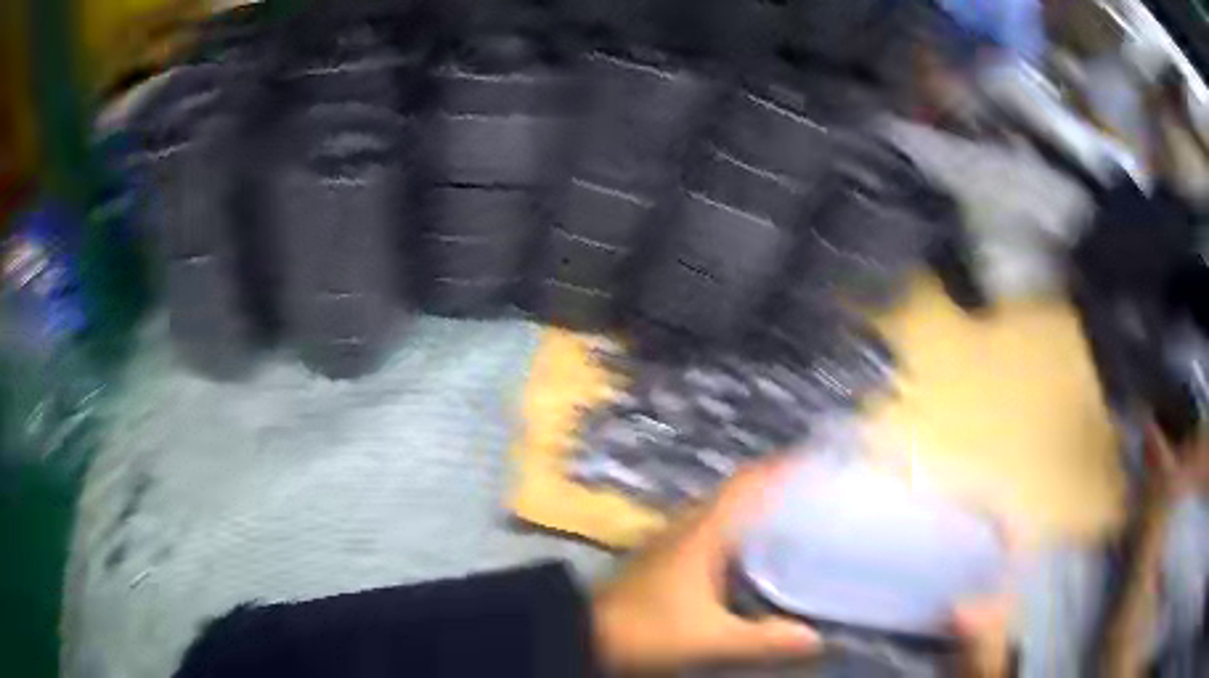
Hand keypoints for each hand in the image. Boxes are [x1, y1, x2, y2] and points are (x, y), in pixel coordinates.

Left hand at [591, 457, 1020, 675]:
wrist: (587, 636)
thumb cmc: (641, 631)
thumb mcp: (708, 638)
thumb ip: (766, 638)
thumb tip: (823, 635)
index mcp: (717, 522)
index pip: (774, 472)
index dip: (816, 455)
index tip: (861, 452)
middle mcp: (712, 516)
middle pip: (773, 483)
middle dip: (817, 476)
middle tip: (866, 483)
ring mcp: (701, 532)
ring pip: (759, 503)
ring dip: (798, 500)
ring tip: (844, 508)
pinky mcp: (695, 552)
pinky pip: (745, 528)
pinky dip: (774, 527)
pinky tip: (797, 549)